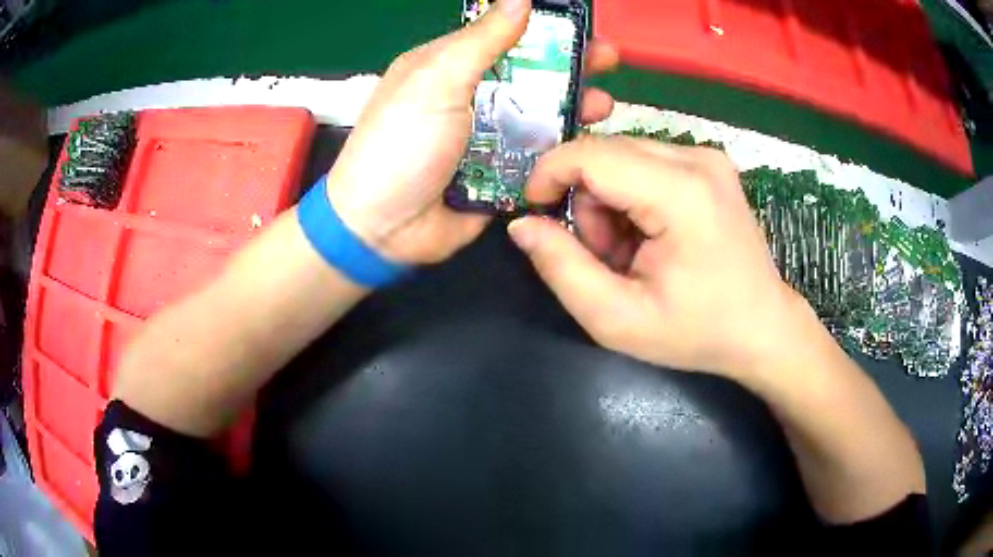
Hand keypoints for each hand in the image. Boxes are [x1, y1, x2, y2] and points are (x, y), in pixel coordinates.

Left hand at [325, 0, 619, 264]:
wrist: (384, 227)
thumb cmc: (401, 143)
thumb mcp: (436, 80)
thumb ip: (480, 40)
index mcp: (449, 67)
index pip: (504, 37)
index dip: (543, 30)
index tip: (581, 28)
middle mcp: (471, 97)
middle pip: (530, 74)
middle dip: (570, 67)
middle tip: (607, 61)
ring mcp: (488, 137)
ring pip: (541, 114)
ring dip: (574, 107)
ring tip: (602, 106)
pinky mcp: (502, 175)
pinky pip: (540, 156)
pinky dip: (563, 149)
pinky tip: (586, 144)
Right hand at [508, 136, 812, 379]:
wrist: (763, 328)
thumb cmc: (697, 332)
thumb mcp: (618, 319)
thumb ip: (562, 268)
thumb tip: (523, 224)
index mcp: (681, 192)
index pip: (591, 154)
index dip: (548, 174)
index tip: (535, 211)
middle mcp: (697, 158)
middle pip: (605, 153)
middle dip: (587, 202)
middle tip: (606, 256)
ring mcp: (707, 157)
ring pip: (623, 157)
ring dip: (611, 202)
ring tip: (633, 252)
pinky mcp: (710, 164)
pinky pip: (646, 164)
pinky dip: (634, 198)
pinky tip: (653, 236)